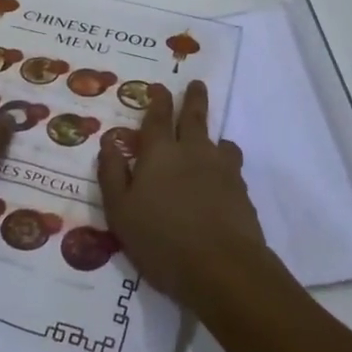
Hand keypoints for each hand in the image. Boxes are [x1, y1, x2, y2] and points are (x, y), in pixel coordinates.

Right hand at [98, 79, 267, 306]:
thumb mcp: (121, 212)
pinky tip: (223, 180)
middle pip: (195, 117)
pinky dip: (226, 166)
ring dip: (215, 136)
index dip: (158, 100)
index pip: (158, 117)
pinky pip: (233, 168)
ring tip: (215, 140)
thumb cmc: (161, 240)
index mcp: (160, 153)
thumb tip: (109, 143)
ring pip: (220, 142)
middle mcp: (193, 152)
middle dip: (194, 98)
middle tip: (197, 84)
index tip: (160, 87)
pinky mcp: (242, 192)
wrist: (223, 268)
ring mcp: (222, 170)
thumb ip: (113, 175)